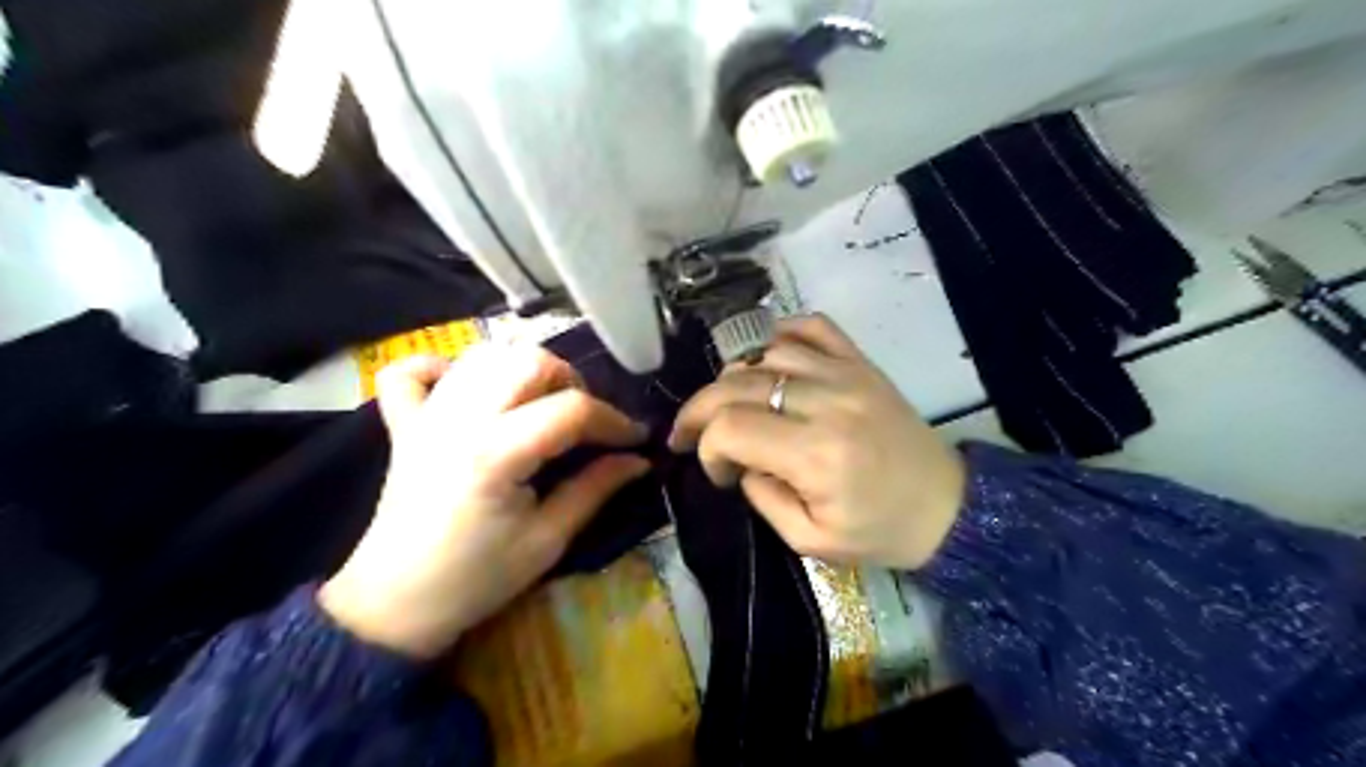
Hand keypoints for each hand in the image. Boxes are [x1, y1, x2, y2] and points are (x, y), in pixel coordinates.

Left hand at [318, 348, 647, 657]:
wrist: (396, 605)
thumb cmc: (477, 578)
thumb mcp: (548, 540)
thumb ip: (595, 489)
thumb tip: (638, 460)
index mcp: (496, 454)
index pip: (571, 410)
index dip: (614, 420)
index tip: (635, 439)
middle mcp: (460, 420)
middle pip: (528, 361)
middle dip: (570, 381)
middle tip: (584, 420)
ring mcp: (427, 416)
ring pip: (483, 355)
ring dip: (523, 369)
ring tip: (540, 404)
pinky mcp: (404, 424)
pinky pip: (410, 371)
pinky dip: (443, 367)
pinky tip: (466, 389)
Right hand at [669, 313, 965, 572]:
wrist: (948, 506)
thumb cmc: (880, 532)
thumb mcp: (811, 540)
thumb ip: (763, 498)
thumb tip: (739, 460)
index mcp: (816, 455)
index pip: (731, 426)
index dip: (706, 447)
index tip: (718, 471)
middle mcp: (827, 402)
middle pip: (737, 383)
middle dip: (700, 409)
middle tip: (690, 433)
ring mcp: (846, 374)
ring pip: (766, 352)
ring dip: (734, 376)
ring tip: (730, 404)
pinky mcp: (861, 363)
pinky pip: (812, 327)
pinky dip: (778, 335)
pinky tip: (765, 360)